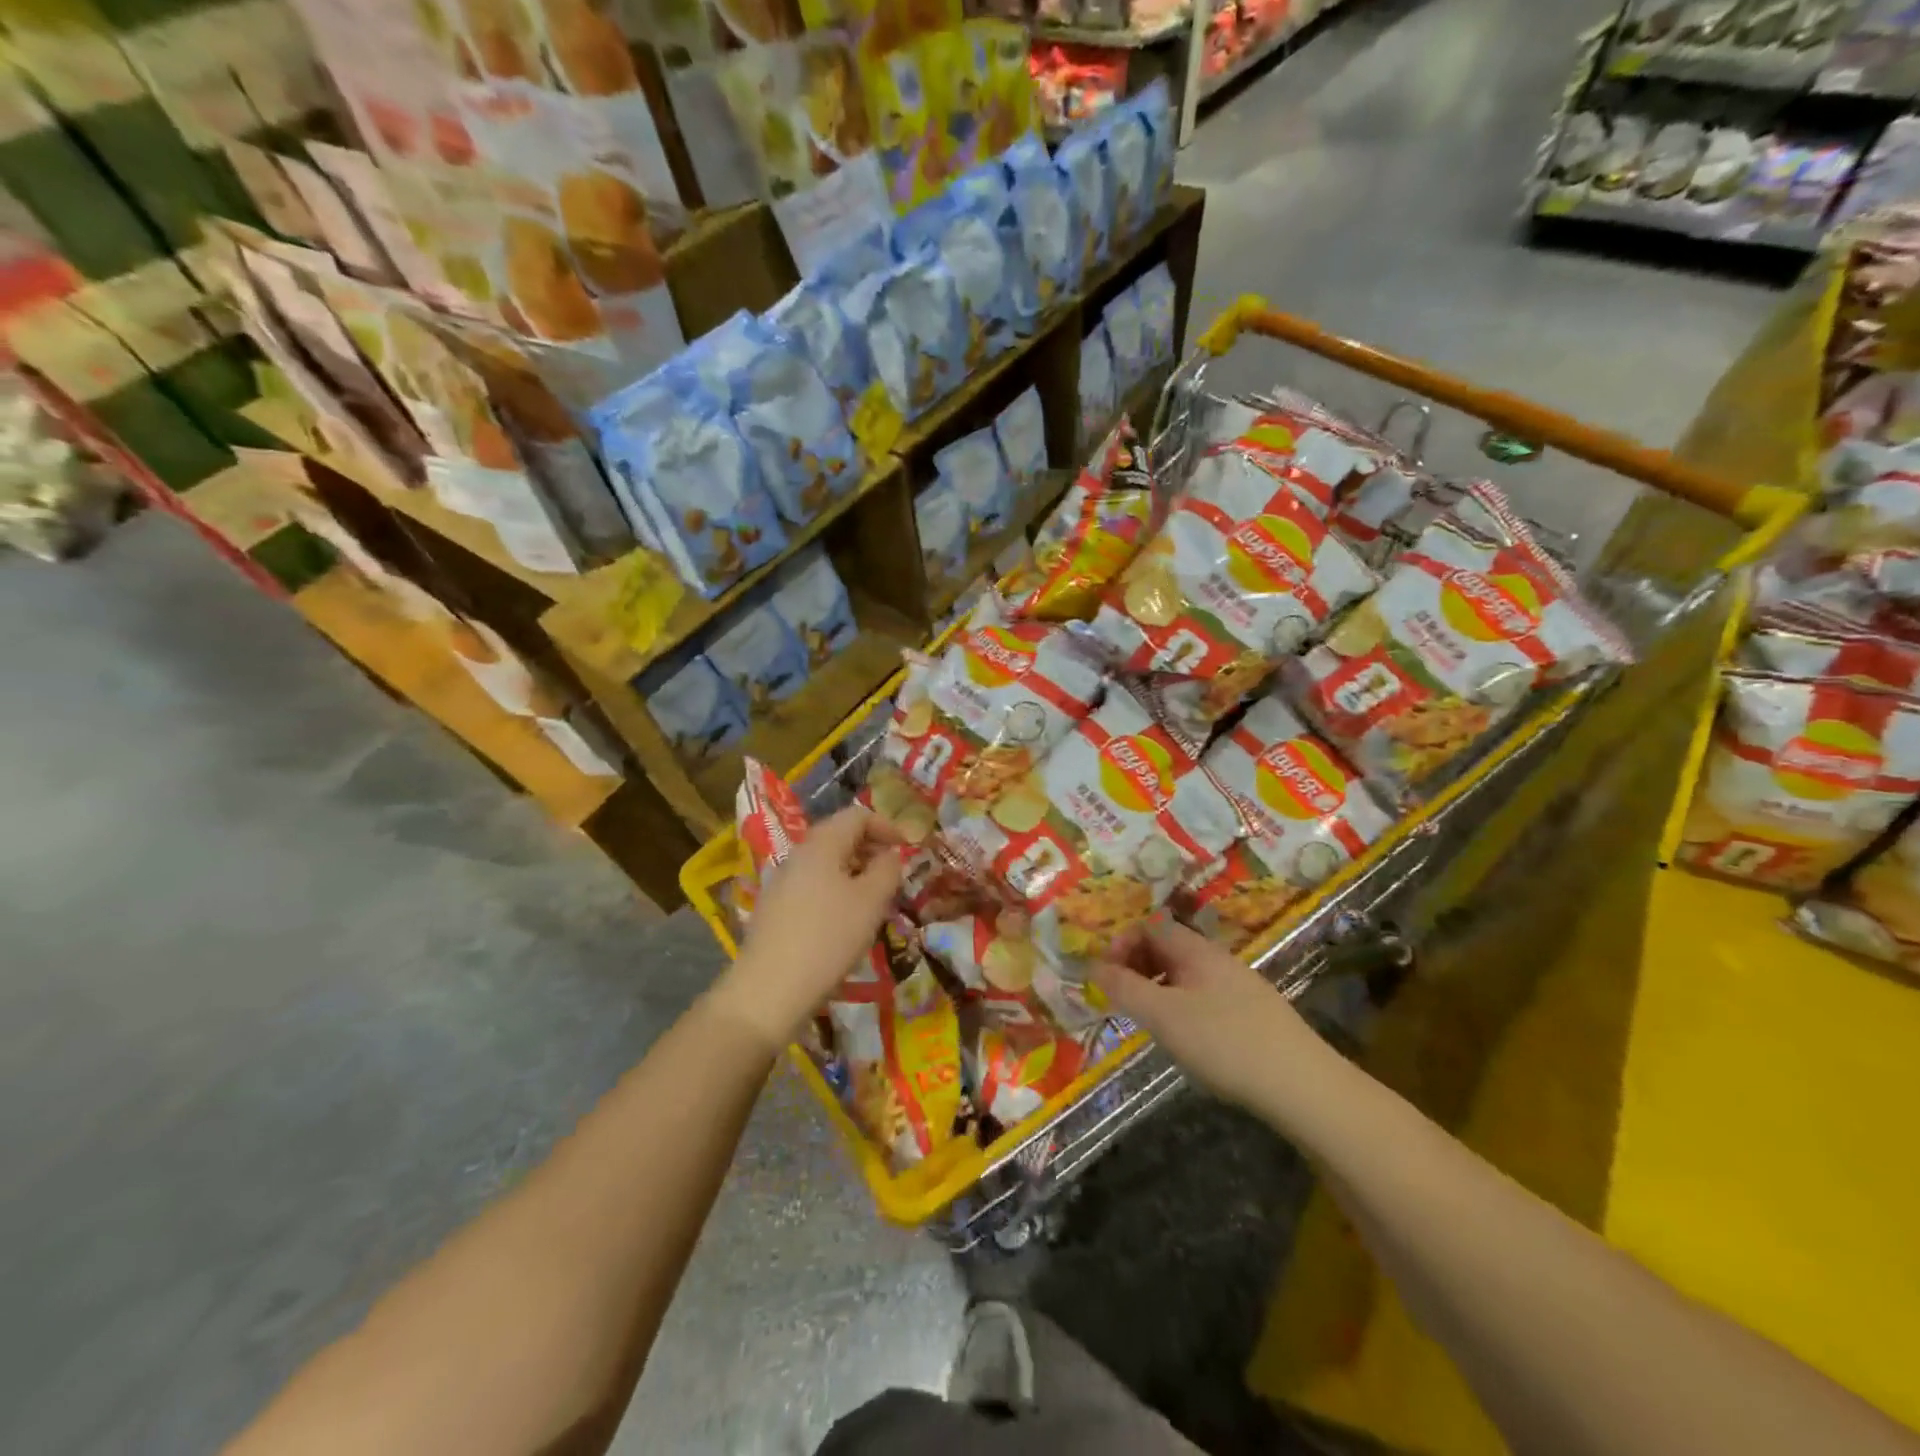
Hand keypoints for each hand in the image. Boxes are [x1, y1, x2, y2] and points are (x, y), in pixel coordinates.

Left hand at [713, 807, 903, 1051]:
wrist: (769, 990)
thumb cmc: (828, 937)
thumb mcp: (871, 901)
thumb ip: (887, 870)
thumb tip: (891, 854)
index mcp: (821, 843)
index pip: (857, 815)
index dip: (887, 826)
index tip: (908, 850)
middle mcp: (798, 854)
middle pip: (839, 836)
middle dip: (871, 850)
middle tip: (894, 877)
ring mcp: (781, 882)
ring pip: (826, 864)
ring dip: (855, 873)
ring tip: (874, 903)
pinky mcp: (774, 909)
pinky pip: (812, 887)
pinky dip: (835, 892)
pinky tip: (844, 923)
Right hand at [1091, 922, 1328, 1112]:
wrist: (1302, 1085)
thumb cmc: (1224, 1043)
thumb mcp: (1163, 1016)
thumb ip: (1126, 988)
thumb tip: (1094, 965)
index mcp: (1196, 950)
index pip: (1150, 927)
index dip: (1122, 945)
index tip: (1106, 977)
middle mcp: (1218, 959)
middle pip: (1168, 947)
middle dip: (1137, 967)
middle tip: (1123, 1001)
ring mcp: (1240, 986)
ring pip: (1186, 975)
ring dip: (1158, 989)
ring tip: (1150, 1023)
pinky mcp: (1254, 1014)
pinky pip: (1205, 996)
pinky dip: (1183, 1007)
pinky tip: (1188, 1040)